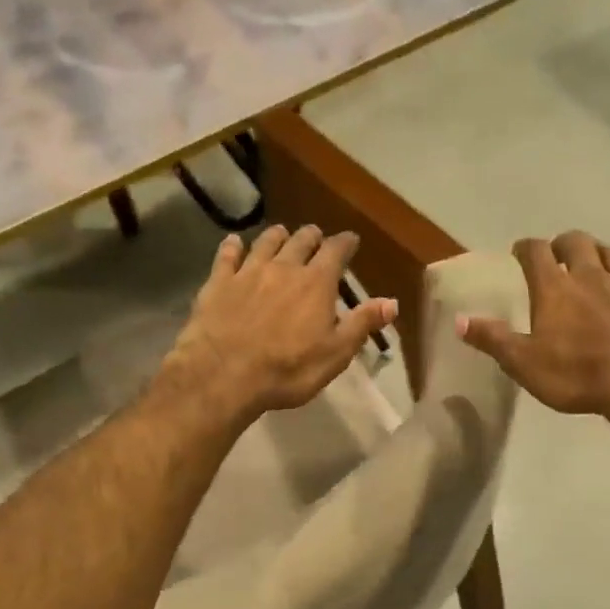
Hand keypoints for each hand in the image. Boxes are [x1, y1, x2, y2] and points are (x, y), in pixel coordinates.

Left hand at [160, 224, 396, 425]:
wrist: (224, 375)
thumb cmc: (288, 370)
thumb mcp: (335, 353)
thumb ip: (362, 324)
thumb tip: (391, 302)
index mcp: (316, 284)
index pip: (336, 252)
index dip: (345, 243)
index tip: (351, 240)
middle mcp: (284, 268)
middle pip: (300, 241)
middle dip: (312, 237)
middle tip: (316, 236)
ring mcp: (248, 272)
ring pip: (265, 242)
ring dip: (277, 236)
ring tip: (281, 233)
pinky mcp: (218, 282)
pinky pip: (227, 255)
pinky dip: (233, 246)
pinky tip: (233, 242)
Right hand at [456, 232, 609, 431]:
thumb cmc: (577, 374)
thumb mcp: (524, 363)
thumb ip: (492, 339)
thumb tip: (458, 320)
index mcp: (555, 288)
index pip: (535, 253)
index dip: (525, 248)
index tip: (519, 252)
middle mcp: (591, 276)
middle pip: (577, 243)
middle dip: (564, 243)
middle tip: (558, 254)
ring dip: (601, 253)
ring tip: (595, 260)